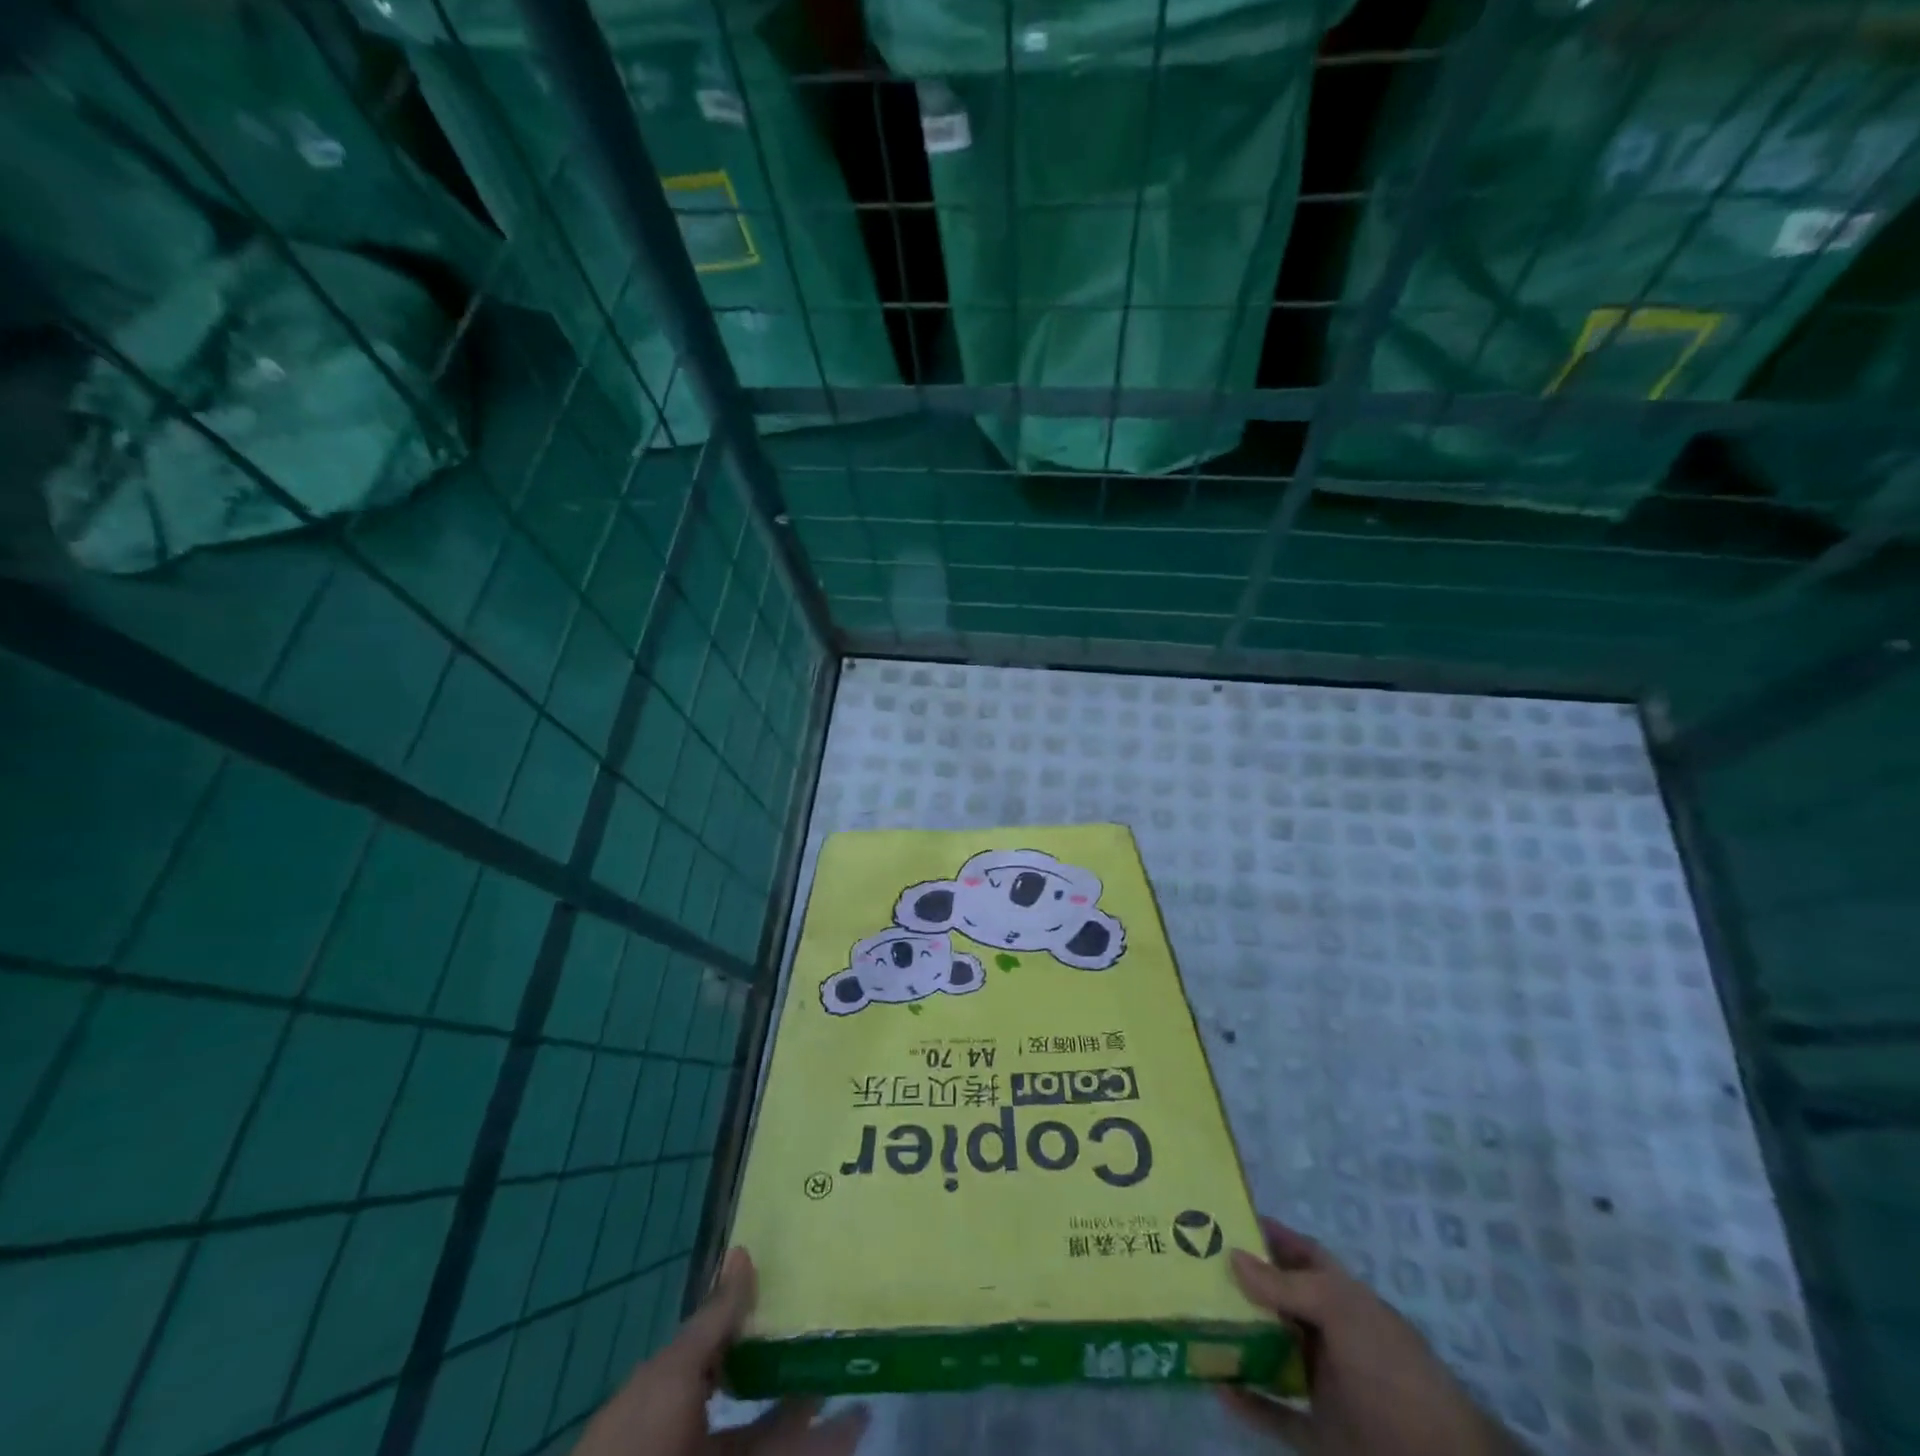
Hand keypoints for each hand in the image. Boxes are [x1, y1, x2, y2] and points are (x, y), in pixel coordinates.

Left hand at [572, 1248, 869, 1455]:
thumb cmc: (639, 1443)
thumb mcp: (674, 1375)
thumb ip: (715, 1318)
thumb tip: (743, 1251)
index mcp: (671, 1396)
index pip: (718, 1350)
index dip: (752, 1320)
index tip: (796, 1293)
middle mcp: (696, 1429)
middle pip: (753, 1391)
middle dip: (792, 1367)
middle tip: (837, 1336)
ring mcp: (722, 1449)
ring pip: (775, 1430)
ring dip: (816, 1411)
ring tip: (861, 1382)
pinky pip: (790, 1450)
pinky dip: (824, 1442)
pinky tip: (859, 1424)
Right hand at [1218, 1217, 1522, 1455]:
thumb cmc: (1393, 1371)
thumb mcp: (1342, 1313)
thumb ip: (1287, 1286)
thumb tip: (1233, 1255)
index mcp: (1342, 1298)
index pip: (1301, 1253)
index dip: (1268, 1233)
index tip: (1223, 1217)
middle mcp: (1330, 1336)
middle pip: (1278, 1301)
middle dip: (1240, 1284)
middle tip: (1191, 1266)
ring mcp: (1324, 1386)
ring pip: (1270, 1353)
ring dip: (1236, 1340)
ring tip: (1191, 1319)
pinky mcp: (1319, 1435)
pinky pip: (1274, 1414)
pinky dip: (1247, 1402)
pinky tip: (1215, 1386)